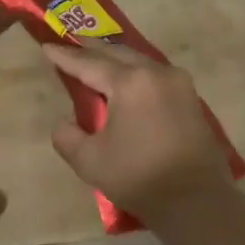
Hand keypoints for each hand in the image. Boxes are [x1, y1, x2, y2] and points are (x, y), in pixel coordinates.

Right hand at [40, 40, 228, 220]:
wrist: (197, 202)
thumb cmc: (138, 177)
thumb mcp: (89, 160)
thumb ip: (67, 136)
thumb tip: (65, 123)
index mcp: (130, 82)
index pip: (89, 63)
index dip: (65, 57)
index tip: (46, 46)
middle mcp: (156, 73)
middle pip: (117, 54)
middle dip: (92, 49)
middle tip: (71, 43)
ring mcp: (179, 84)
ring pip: (139, 61)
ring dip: (116, 59)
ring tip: (96, 58)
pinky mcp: (191, 99)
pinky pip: (155, 74)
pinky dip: (135, 73)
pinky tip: (126, 80)